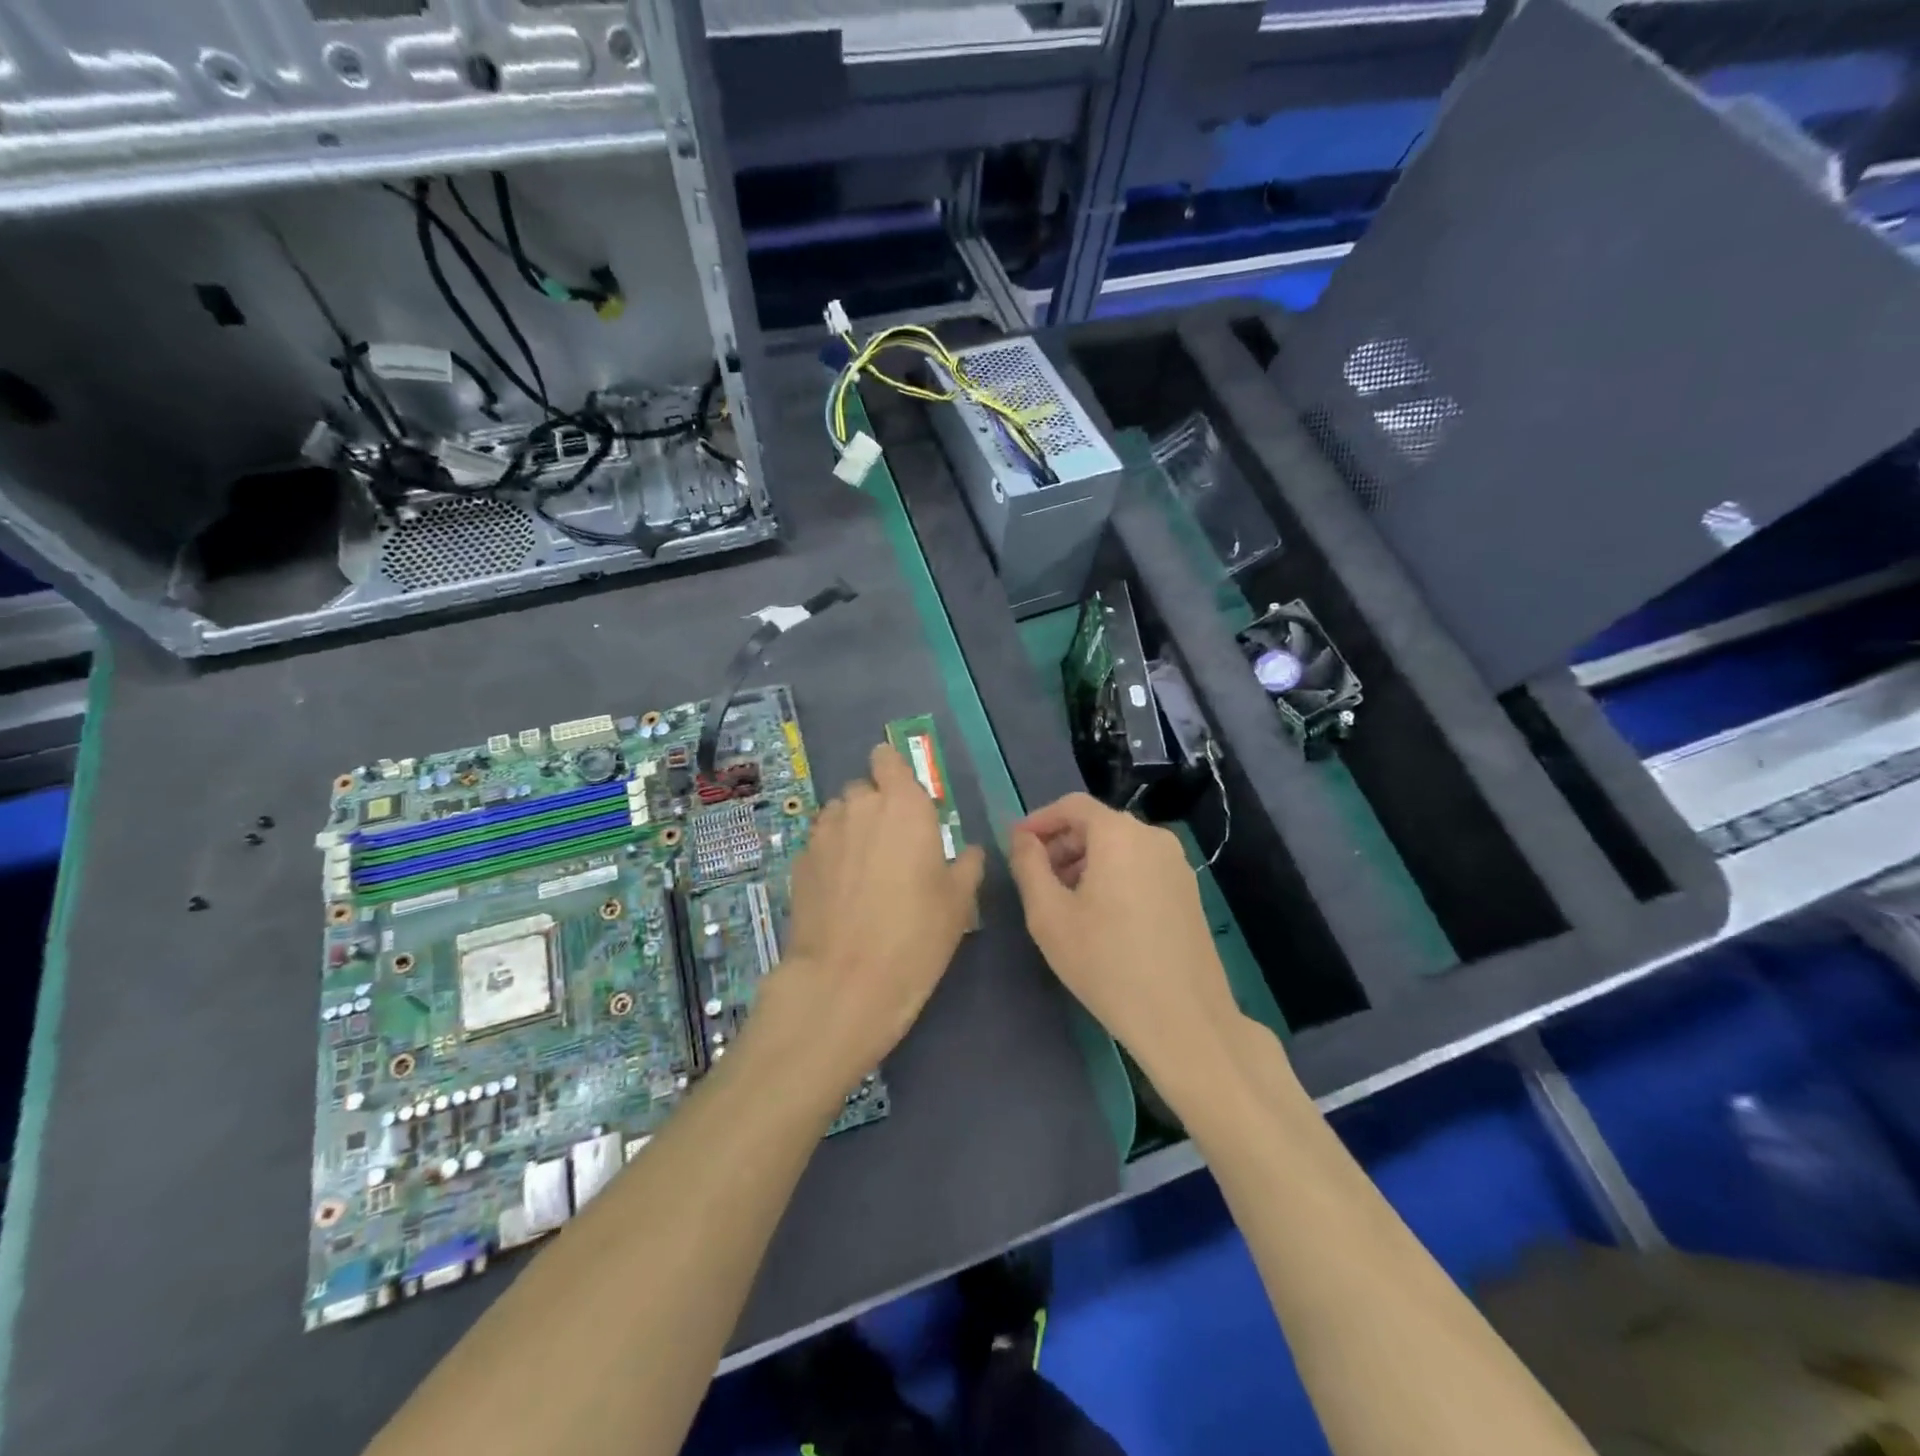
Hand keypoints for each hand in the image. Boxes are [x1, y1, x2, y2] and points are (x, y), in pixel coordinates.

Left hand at [751, 743, 984, 1093]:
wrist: (845, 981)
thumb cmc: (915, 935)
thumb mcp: (958, 902)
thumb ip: (965, 865)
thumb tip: (967, 852)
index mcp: (903, 805)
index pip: (887, 758)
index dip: (893, 771)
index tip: (904, 798)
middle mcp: (859, 807)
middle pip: (863, 789)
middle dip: (875, 808)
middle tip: (891, 847)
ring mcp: (823, 833)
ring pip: (838, 815)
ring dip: (850, 830)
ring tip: (863, 870)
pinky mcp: (798, 862)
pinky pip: (819, 844)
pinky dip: (830, 856)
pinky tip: (840, 892)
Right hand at [1009, 793, 1241, 1080]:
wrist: (1183, 1018)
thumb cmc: (1105, 962)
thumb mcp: (1048, 915)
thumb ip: (1028, 865)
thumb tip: (1022, 838)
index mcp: (1119, 834)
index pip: (1072, 806)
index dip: (1039, 820)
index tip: (1016, 844)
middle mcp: (1153, 837)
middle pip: (1098, 825)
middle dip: (1062, 844)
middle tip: (1036, 878)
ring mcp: (1178, 864)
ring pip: (1121, 847)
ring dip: (1086, 862)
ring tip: (1064, 900)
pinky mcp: (1189, 891)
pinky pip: (1141, 867)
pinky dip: (1114, 876)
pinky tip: (1101, 915)